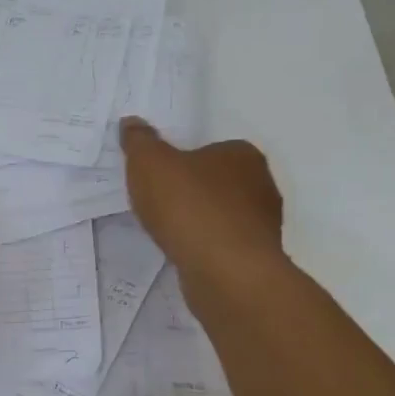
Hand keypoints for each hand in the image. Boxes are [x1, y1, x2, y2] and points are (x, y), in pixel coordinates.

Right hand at [119, 118, 284, 289]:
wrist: (224, 272)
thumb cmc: (189, 207)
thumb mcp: (150, 164)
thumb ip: (140, 141)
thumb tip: (131, 123)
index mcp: (243, 155)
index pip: (211, 150)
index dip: (183, 162)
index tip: (160, 178)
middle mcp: (262, 186)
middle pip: (218, 183)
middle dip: (192, 193)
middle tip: (160, 204)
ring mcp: (263, 225)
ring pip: (222, 217)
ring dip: (199, 223)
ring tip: (168, 233)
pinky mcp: (257, 259)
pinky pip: (223, 245)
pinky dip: (205, 248)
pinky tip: (185, 255)